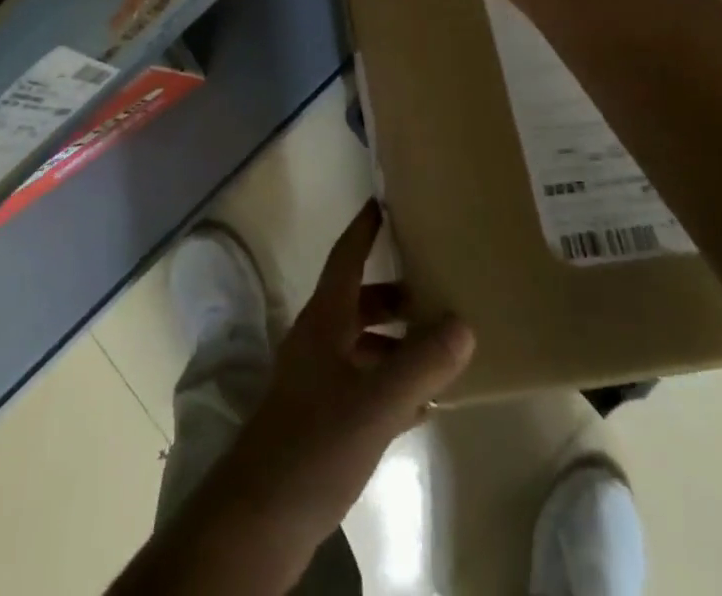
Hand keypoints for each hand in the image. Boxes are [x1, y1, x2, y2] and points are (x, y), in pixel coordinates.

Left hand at [210, 203, 473, 549]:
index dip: (364, 229)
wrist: (259, 519)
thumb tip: (463, 323)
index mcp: (324, 320)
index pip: (345, 257)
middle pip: (359, 302)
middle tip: (437, 289)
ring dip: (397, 343)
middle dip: (395, 294)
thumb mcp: (376, 403)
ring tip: (441, 350)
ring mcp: (316, 381)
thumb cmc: (314, 443)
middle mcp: (318, 340)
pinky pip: (362, 385)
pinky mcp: (320, 419)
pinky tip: (422, 405)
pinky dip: (391, 384)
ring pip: (362, 346)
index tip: (383, 201)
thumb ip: (421, 364)